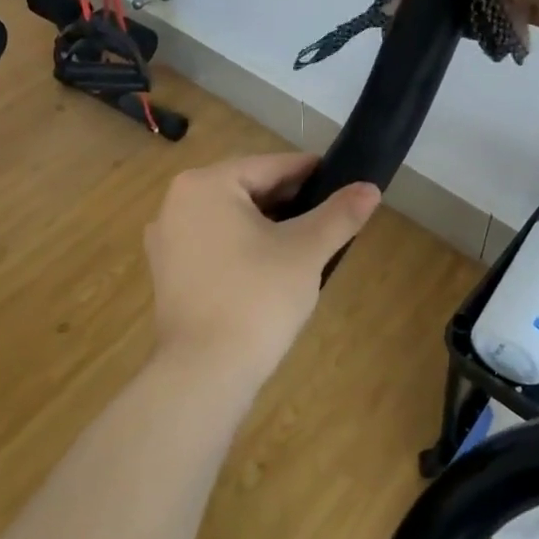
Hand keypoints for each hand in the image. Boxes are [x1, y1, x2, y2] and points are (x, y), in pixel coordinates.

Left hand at [144, 152, 380, 383]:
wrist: (204, 372)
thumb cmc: (256, 297)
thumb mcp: (306, 250)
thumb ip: (339, 214)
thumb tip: (371, 187)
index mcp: (206, 184)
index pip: (271, 166)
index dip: (311, 172)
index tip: (343, 180)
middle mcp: (177, 202)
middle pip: (248, 189)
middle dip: (290, 201)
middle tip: (331, 215)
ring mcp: (167, 239)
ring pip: (231, 217)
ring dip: (269, 224)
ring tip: (308, 241)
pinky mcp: (168, 272)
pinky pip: (215, 243)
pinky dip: (244, 246)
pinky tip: (273, 265)